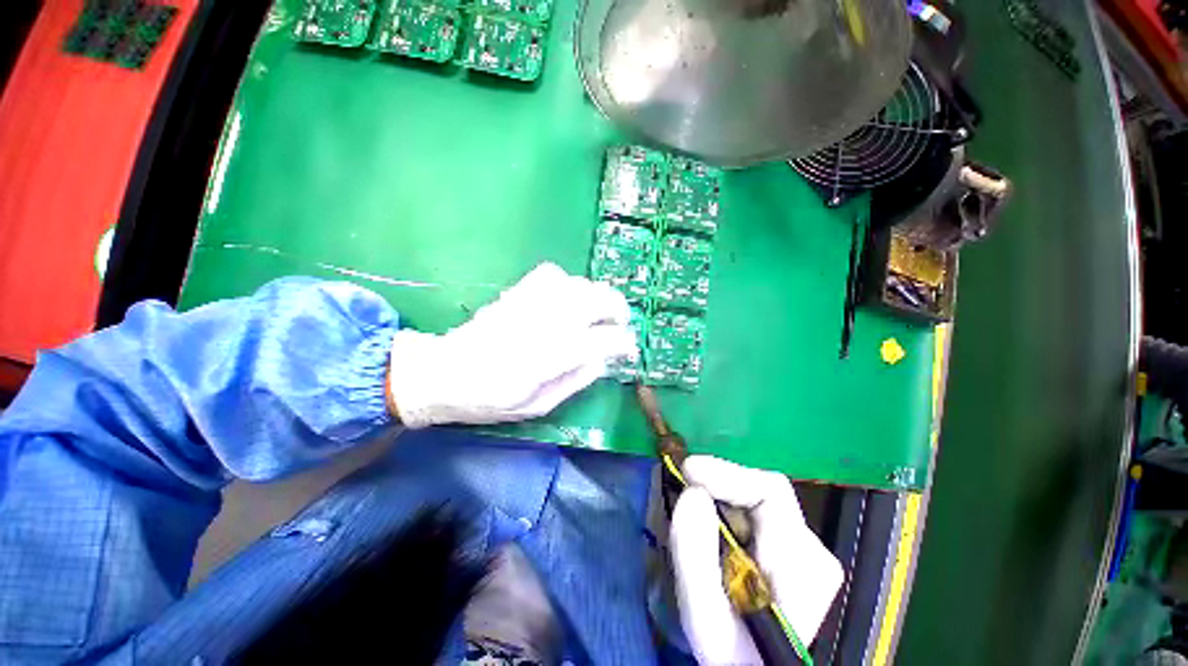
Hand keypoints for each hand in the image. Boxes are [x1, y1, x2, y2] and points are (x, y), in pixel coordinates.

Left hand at [387, 263, 637, 427]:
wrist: (443, 372)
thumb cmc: (490, 399)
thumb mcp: (538, 406)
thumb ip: (575, 380)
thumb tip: (603, 358)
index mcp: (546, 359)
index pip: (598, 341)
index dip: (622, 342)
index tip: (630, 348)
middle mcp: (541, 325)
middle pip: (592, 300)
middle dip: (616, 308)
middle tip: (620, 323)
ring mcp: (527, 303)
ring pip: (576, 284)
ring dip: (596, 295)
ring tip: (598, 312)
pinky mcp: (516, 293)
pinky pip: (552, 274)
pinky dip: (569, 283)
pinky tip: (569, 298)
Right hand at [670, 456, 843, 665]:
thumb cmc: (733, 654)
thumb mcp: (705, 616)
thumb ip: (695, 553)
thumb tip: (691, 492)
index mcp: (804, 564)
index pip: (769, 490)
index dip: (725, 473)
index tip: (686, 471)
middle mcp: (812, 550)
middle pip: (759, 492)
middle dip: (716, 487)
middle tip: (680, 489)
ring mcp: (804, 549)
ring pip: (753, 501)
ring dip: (717, 500)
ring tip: (690, 515)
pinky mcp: (790, 551)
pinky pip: (751, 513)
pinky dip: (724, 512)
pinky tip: (708, 530)